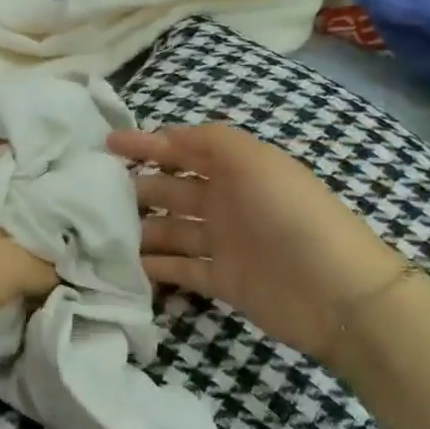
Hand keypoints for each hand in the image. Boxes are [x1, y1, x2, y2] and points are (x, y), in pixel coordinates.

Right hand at [108, 124, 405, 368]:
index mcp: (237, 169)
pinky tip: (122, 264)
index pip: (183, 149)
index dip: (147, 144)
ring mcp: (224, 243)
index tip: (106, 144)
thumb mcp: (253, 160)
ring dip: (140, 228)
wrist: (337, 293)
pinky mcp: (222, 281)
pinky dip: (154, 266)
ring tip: (99, 230)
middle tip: (93, 192)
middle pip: (172, 190)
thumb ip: (208, 140)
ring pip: (170, 230)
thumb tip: (164, 135)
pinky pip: (180, 268)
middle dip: (137, 186)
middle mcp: (227, 202)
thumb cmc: (290, 215)